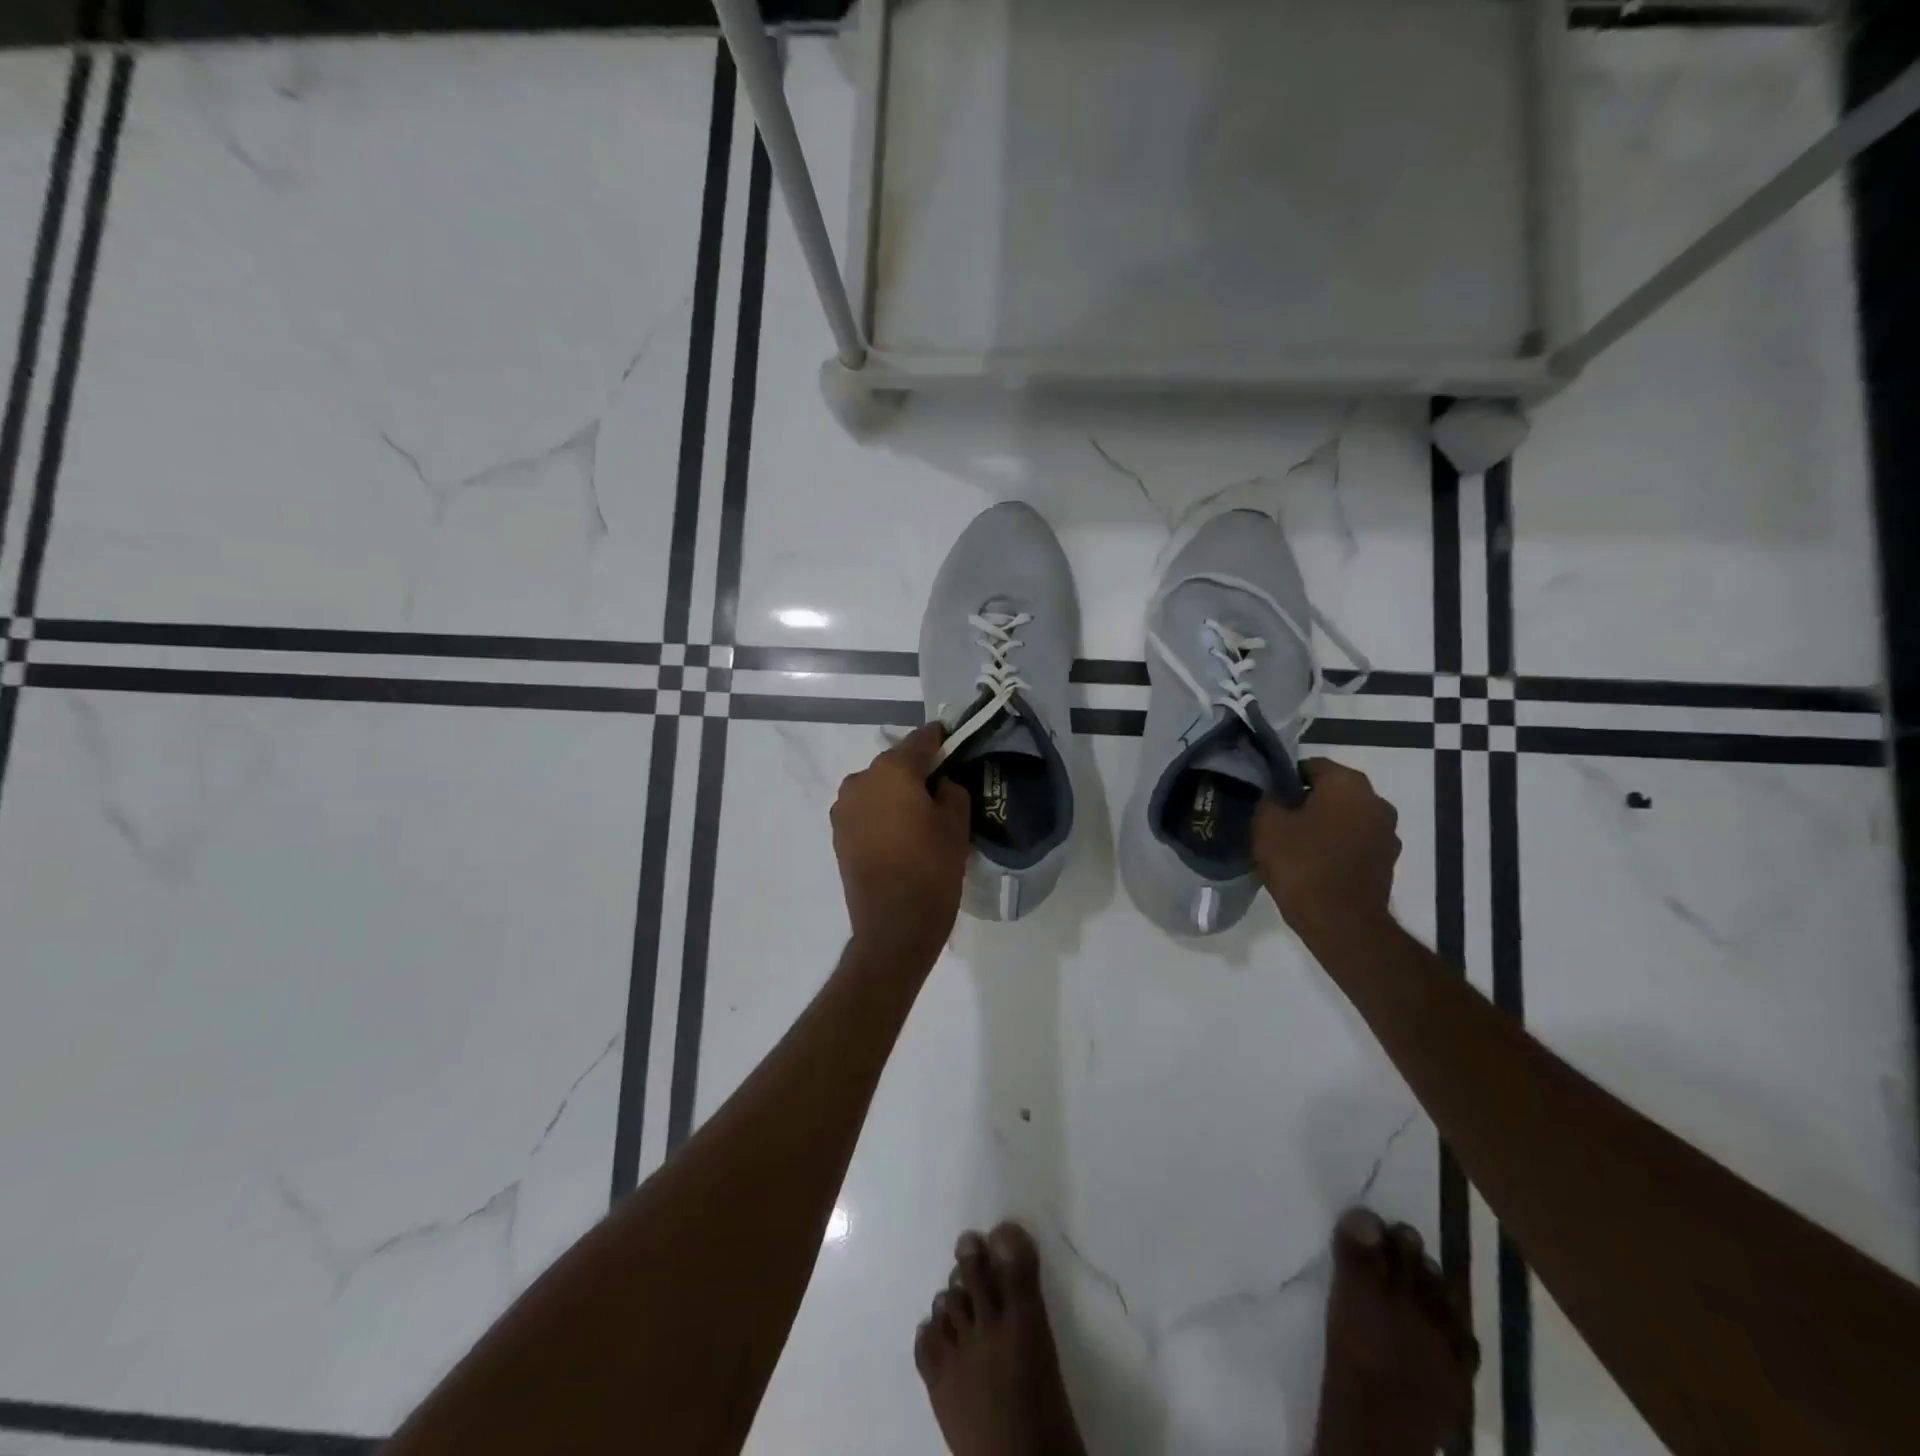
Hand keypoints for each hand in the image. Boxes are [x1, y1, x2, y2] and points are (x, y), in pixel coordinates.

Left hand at [831, 722, 971, 964]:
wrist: (893, 927)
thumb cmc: (931, 870)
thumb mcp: (956, 825)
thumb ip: (952, 790)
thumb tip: (940, 784)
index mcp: (892, 770)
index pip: (922, 740)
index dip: (941, 740)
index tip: (956, 744)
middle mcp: (861, 780)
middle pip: (896, 764)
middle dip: (918, 771)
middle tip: (943, 788)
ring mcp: (844, 808)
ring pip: (878, 787)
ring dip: (897, 793)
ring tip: (921, 816)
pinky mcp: (838, 833)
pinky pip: (867, 810)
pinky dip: (883, 813)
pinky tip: (901, 833)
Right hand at [1254, 758, 1400, 937]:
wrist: (1342, 923)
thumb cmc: (1302, 865)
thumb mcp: (1266, 826)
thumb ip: (1268, 800)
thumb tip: (1274, 795)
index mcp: (1347, 783)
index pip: (1310, 766)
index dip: (1284, 779)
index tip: (1267, 799)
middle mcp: (1376, 800)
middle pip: (1332, 791)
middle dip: (1307, 802)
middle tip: (1278, 822)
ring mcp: (1387, 832)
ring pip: (1346, 818)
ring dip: (1324, 825)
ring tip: (1295, 846)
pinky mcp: (1388, 861)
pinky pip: (1355, 842)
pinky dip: (1337, 847)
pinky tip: (1314, 864)